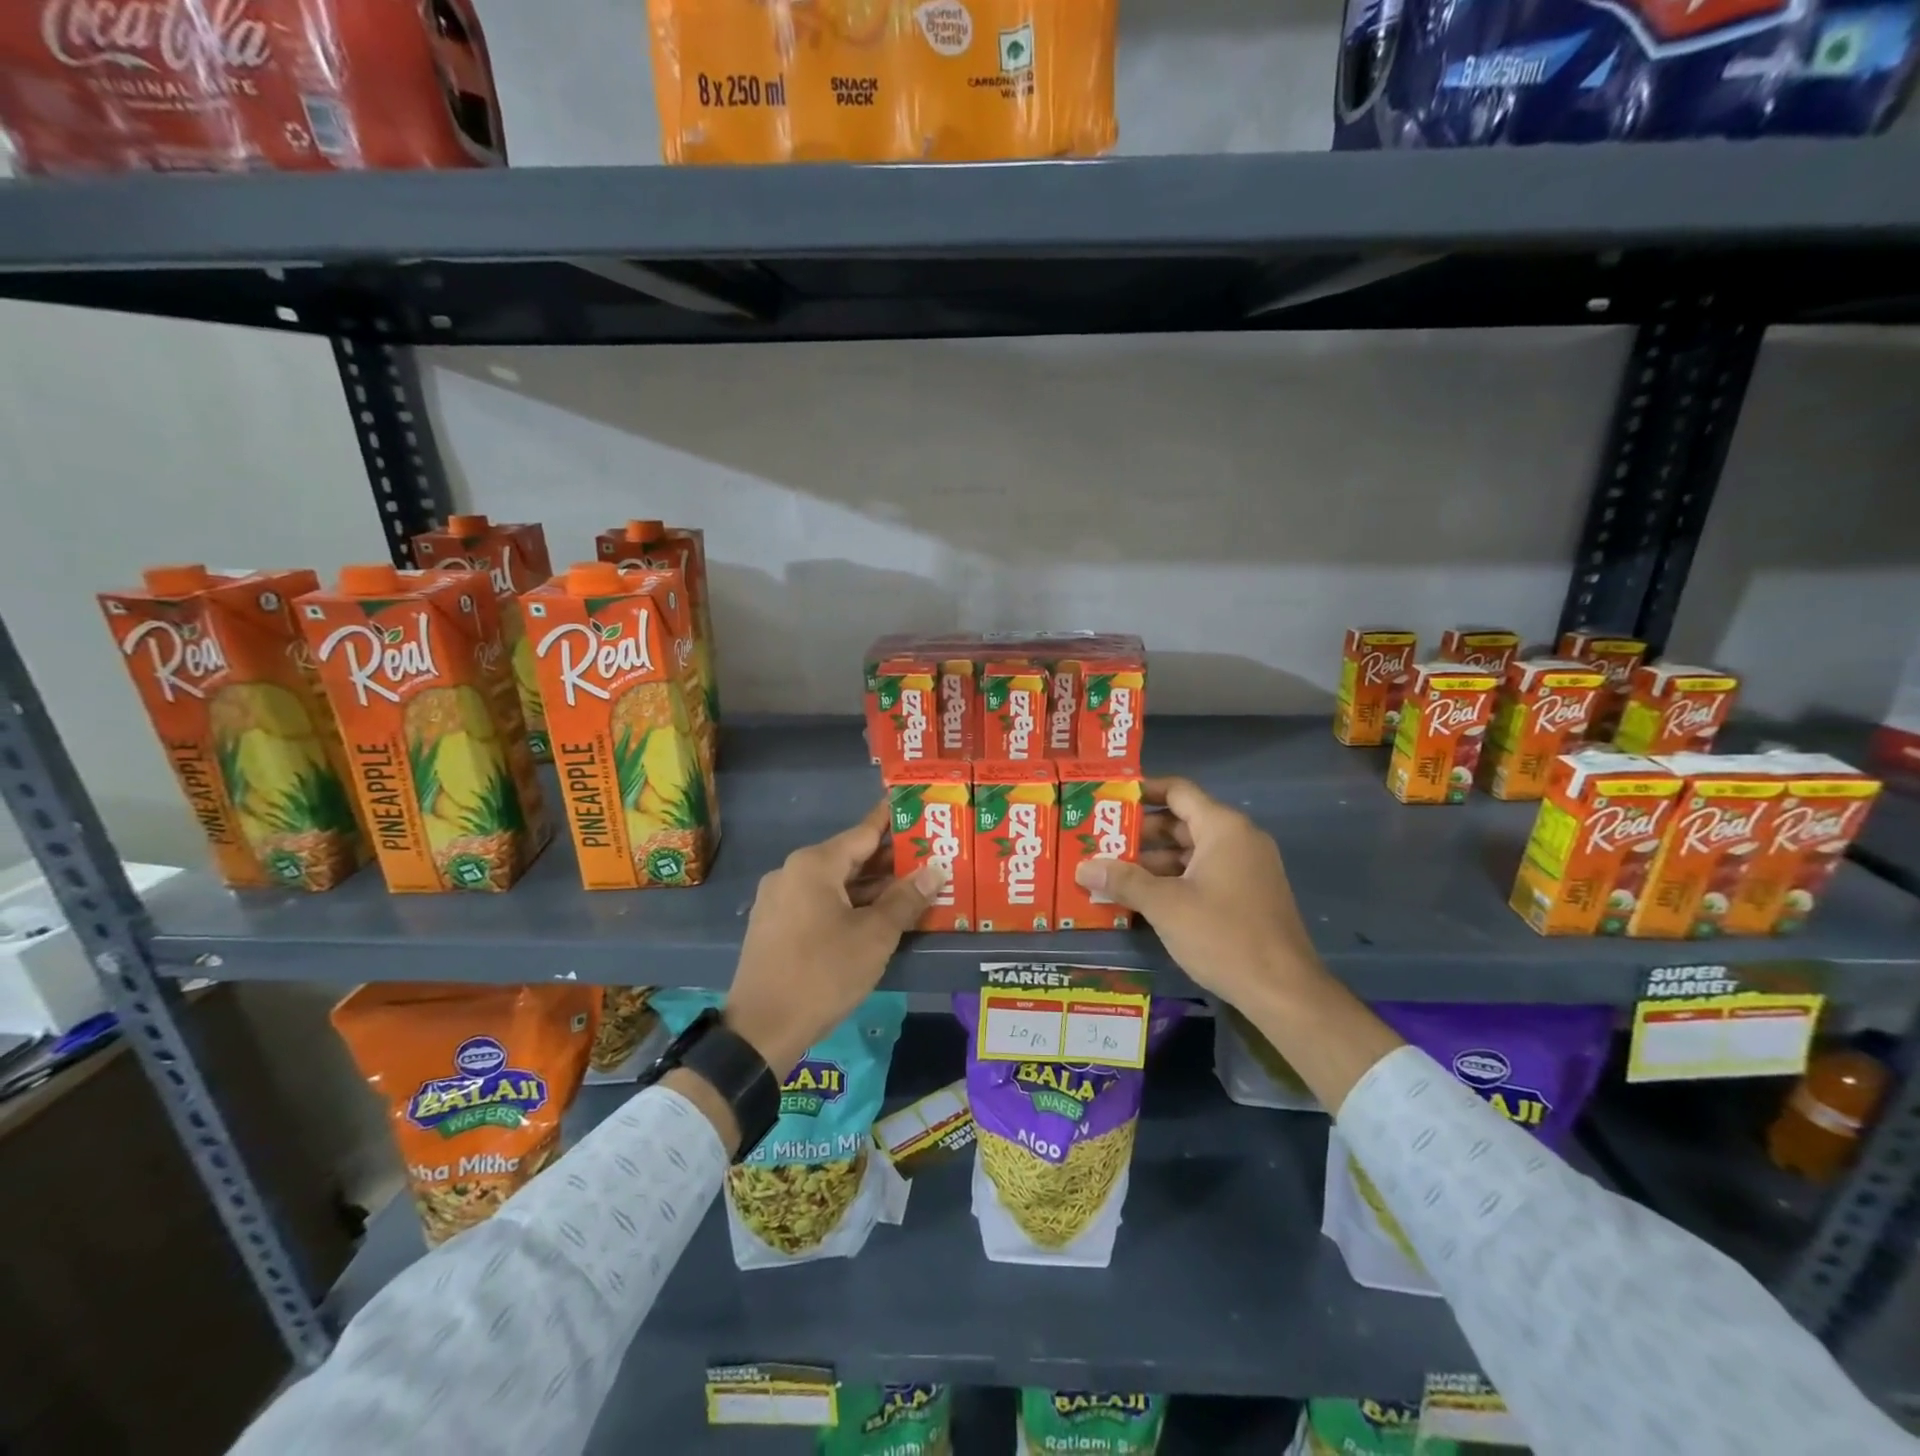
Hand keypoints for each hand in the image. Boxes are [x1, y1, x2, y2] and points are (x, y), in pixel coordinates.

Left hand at [725, 802, 944, 1077]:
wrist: (760, 1030)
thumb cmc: (823, 974)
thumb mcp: (875, 936)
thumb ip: (906, 899)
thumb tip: (934, 871)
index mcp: (814, 865)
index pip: (865, 832)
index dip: (895, 822)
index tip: (920, 809)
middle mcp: (792, 872)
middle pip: (850, 857)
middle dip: (889, 861)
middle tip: (929, 858)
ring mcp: (779, 900)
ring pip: (835, 883)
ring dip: (871, 888)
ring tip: (912, 889)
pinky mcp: (775, 925)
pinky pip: (819, 903)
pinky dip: (849, 904)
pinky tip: (876, 917)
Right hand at [1075, 776, 1326, 1008]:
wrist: (1284, 991)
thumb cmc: (1223, 935)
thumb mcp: (1165, 906)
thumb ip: (1123, 881)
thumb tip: (1082, 868)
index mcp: (1223, 828)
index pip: (1177, 791)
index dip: (1142, 791)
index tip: (1108, 800)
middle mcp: (1239, 839)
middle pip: (1182, 821)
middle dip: (1140, 833)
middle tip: (1100, 842)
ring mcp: (1248, 868)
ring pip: (1192, 851)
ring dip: (1154, 861)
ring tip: (1113, 874)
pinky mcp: (1249, 895)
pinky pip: (1205, 873)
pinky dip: (1175, 879)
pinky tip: (1144, 899)